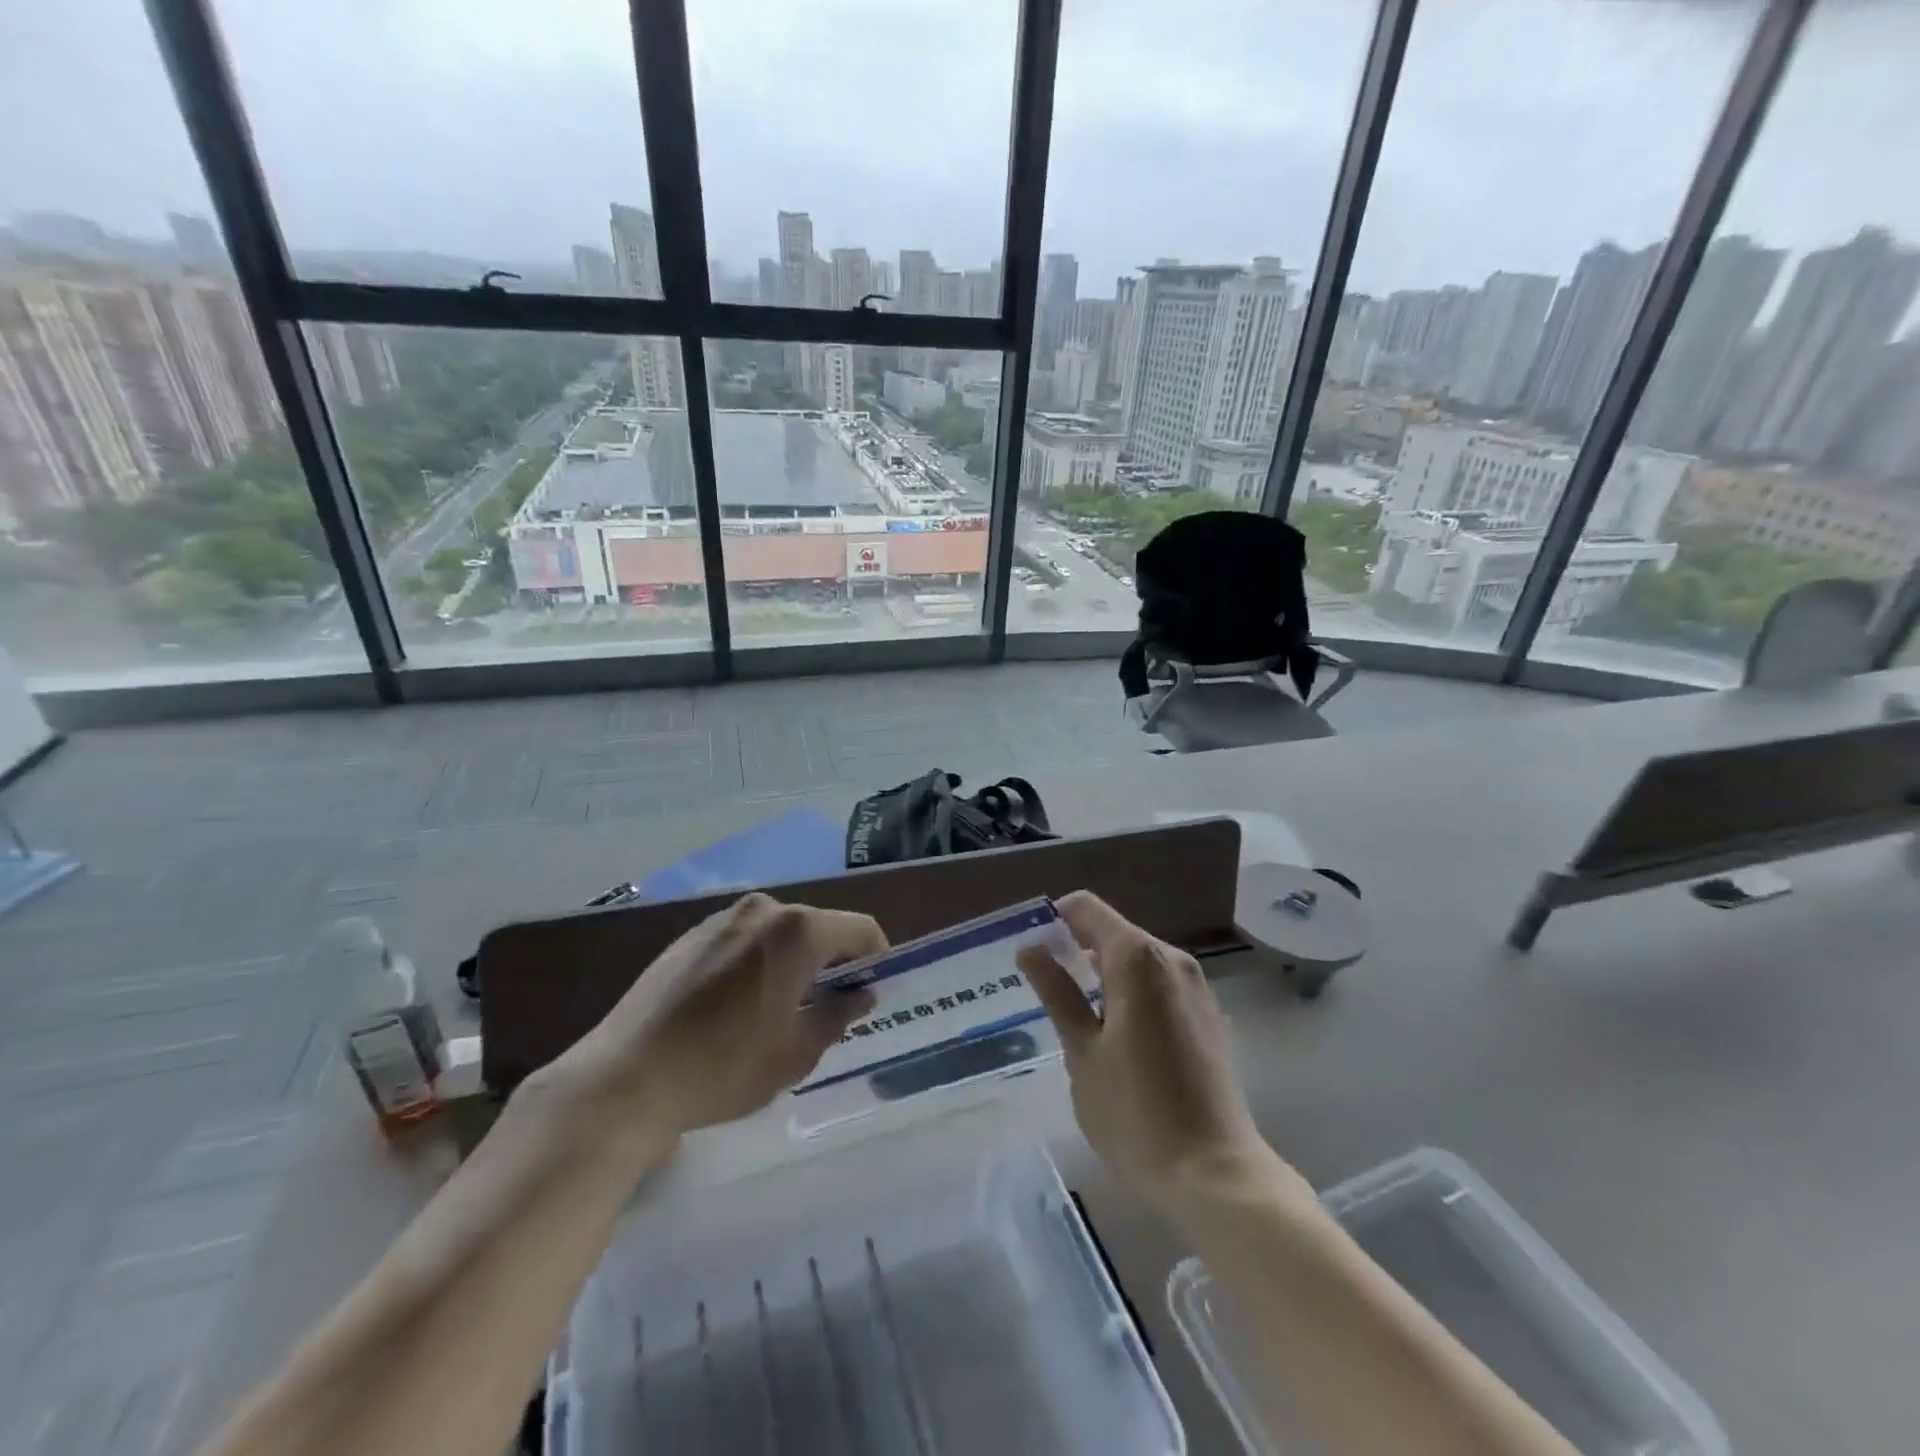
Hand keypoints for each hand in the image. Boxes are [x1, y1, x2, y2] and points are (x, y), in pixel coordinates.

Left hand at [539, 892, 882, 1148]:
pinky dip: (758, 962)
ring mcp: (722, 918)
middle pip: (819, 927)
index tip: (872, 992)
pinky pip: (744, 940)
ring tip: (782, 1009)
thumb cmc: (724, 1068)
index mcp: (798, 930)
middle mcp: (764, 909)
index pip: (861, 930)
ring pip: (780, 933)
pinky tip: (738, 1006)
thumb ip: (838, 1015)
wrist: (624, 1079)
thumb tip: (861, 994)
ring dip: (794, 961)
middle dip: (834, 961)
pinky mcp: (690, 935)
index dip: (876, 958)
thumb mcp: (796, 1052)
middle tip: (831, 1007)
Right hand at [1019, 891, 1276, 1206]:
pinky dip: (1131, 993)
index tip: (1032, 953)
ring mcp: (1196, 987)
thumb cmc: (1135, 1114)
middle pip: (1114, 931)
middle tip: (1044, 991)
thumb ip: (1057, 992)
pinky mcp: (1208, 1015)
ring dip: (1103, 974)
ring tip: (1076, 1018)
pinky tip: (1117, 1039)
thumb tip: (1031, 948)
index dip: (1054, 920)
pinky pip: (1159, 984)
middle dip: (1077, 950)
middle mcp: (1172, 959)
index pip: (1087, 909)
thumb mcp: (1082, 1052)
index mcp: (1138, 959)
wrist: (1216, 1176)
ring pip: (1137, 959)